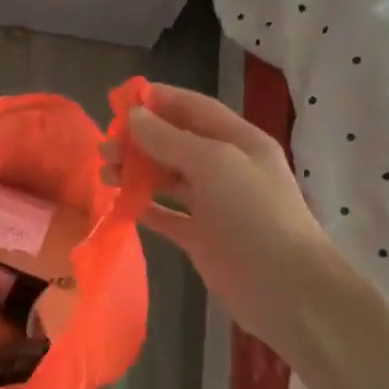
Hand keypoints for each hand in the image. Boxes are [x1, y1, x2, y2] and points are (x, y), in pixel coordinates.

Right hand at [106, 83, 332, 347]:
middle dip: (139, 141)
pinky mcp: (201, 237)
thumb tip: (133, 117)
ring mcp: (213, 204)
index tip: (119, 100)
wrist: (285, 287)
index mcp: (239, 141)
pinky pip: (166, 215)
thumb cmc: (254, 214)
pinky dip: (143, 207)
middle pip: (176, 144)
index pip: (194, 109)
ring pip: (167, 179)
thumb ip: (170, 140)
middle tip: (104, 148)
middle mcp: (226, 168)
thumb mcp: (214, 164)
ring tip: (104, 175)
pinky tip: (119, 204)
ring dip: (136, 173)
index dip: (159, 101)